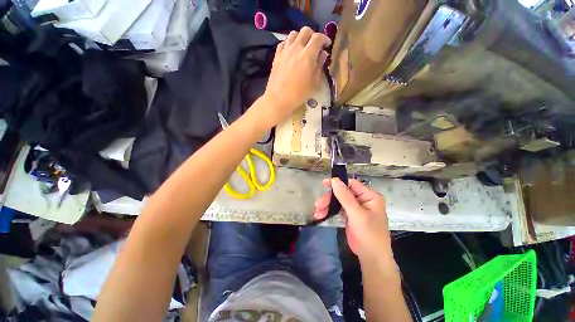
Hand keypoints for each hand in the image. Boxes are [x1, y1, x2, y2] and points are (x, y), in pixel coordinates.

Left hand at [261, 27, 330, 126]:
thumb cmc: (299, 94)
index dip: (325, 38)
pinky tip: (291, 51)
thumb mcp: (315, 83)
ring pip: (293, 34)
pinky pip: (283, 42)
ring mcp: (285, 51)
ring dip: (300, 37)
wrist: (279, 99)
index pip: (318, 37)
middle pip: (305, 30)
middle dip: (313, 35)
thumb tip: (323, 54)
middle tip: (315, 45)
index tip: (327, 45)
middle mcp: (296, 48)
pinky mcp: (277, 56)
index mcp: (308, 55)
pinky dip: (289, 43)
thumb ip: (320, 66)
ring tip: (303, 47)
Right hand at [313, 178, 392, 262]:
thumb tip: (334, 180)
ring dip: (327, 205)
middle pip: (342, 192)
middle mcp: (363, 199)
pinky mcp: (350, 215)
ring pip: (338, 200)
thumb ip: (345, 196)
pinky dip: (329, 211)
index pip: (351, 184)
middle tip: (318, 204)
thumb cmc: (369, 235)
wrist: (372, 258)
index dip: (337, 183)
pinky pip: (338, 209)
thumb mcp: (357, 214)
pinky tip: (321, 215)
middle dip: (330, 198)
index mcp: (369, 196)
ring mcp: (356, 208)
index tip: (324, 184)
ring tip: (317, 212)